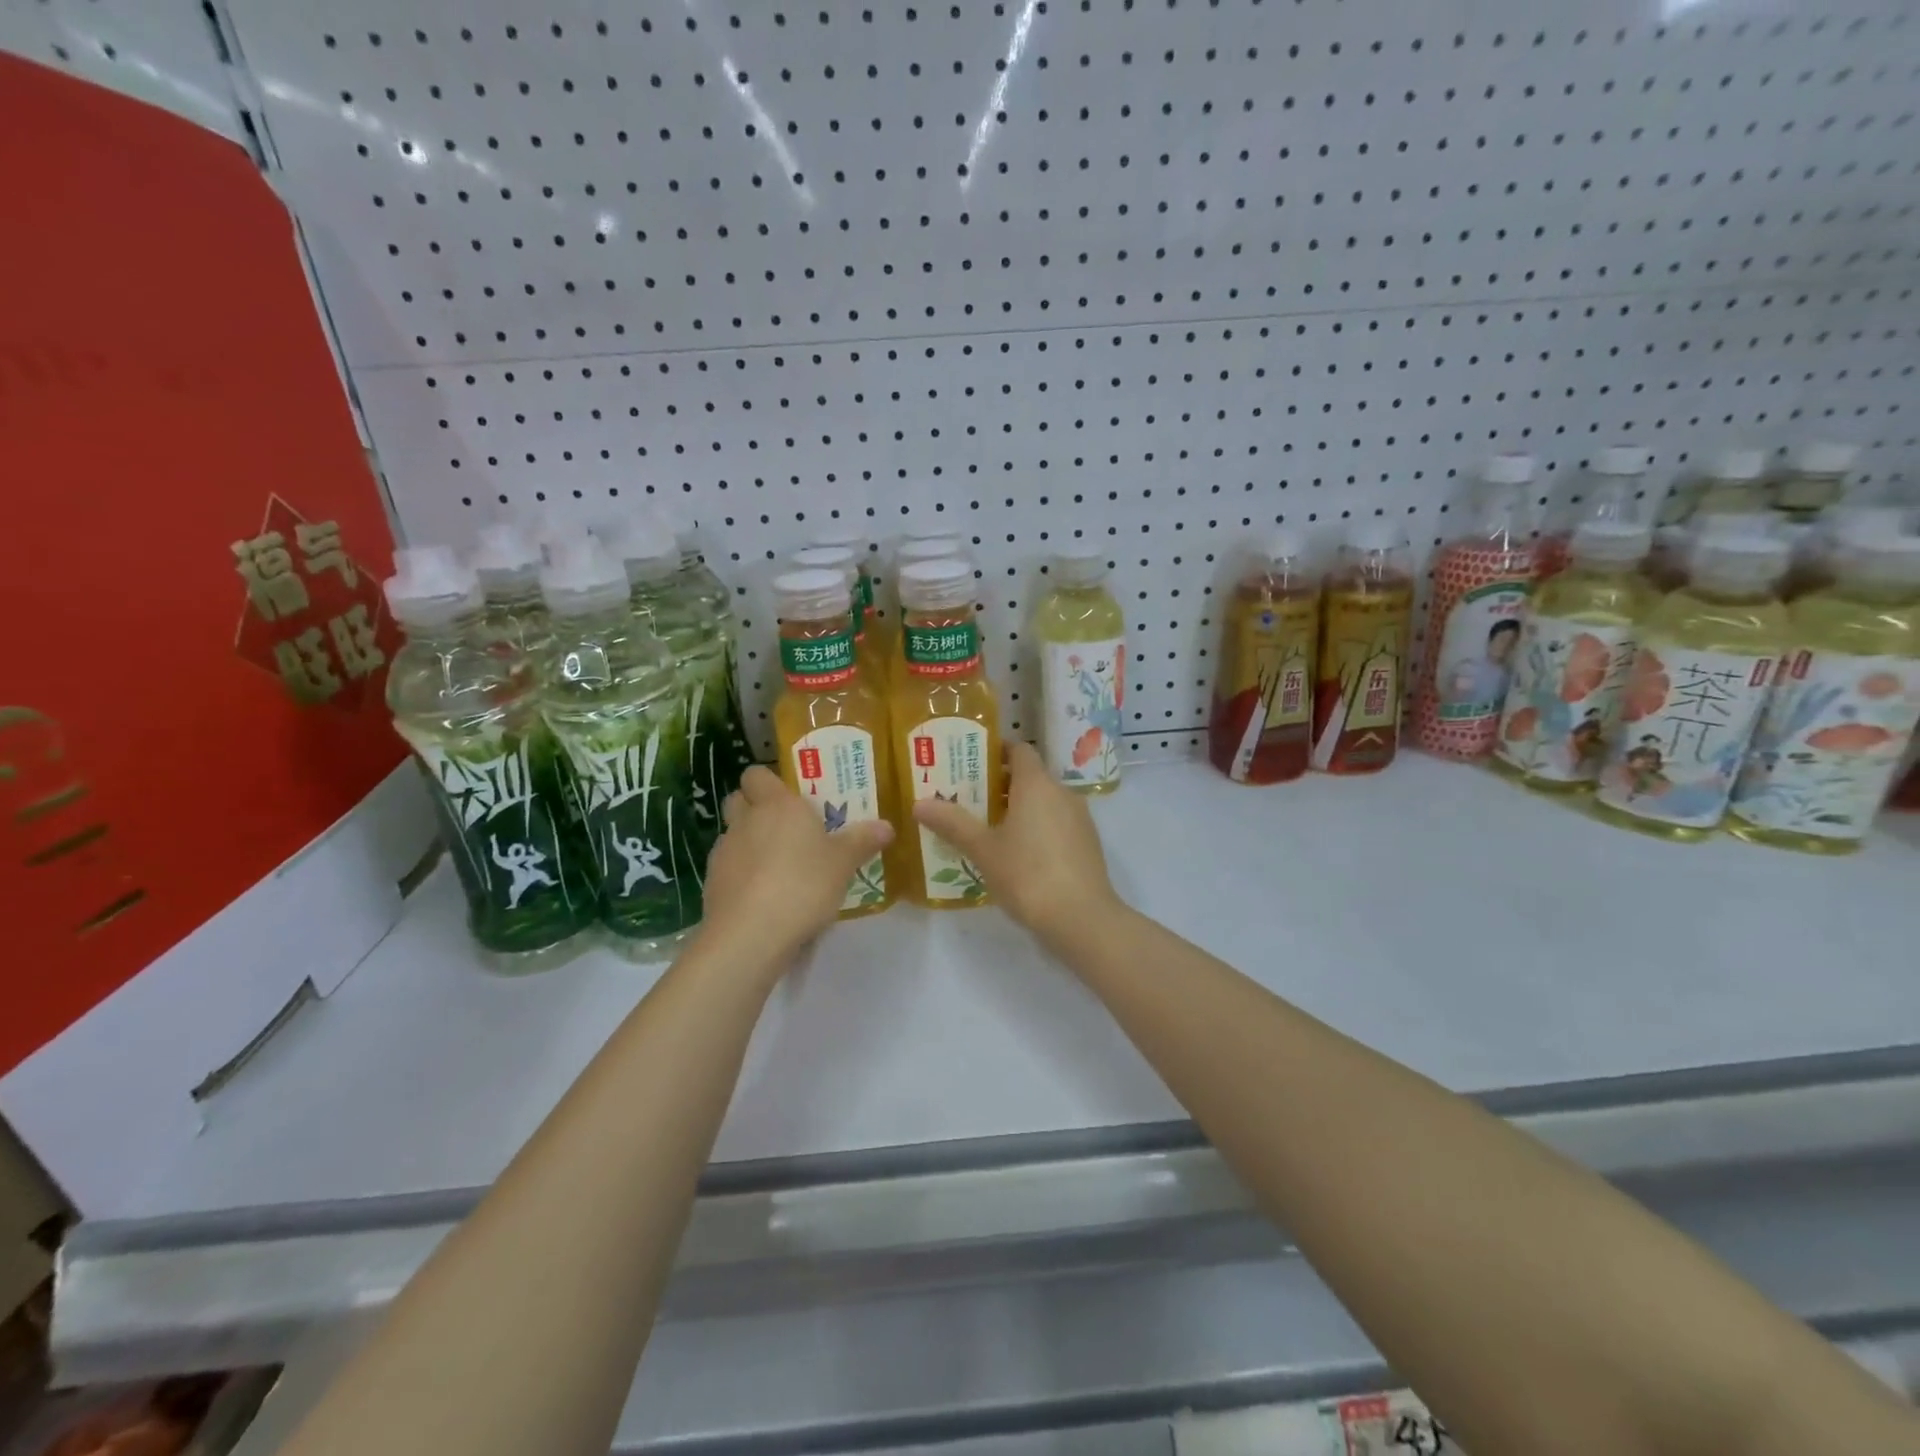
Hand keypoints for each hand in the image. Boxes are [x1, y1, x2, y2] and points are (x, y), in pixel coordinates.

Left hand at [704, 767, 894, 953]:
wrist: (750, 935)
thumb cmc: (803, 885)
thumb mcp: (843, 863)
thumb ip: (862, 841)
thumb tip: (887, 826)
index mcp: (777, 805)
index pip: (757, 774)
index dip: (769, 782)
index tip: (790, 797)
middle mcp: (745, 821)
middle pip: (738, 800)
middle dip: (755, 808)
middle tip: (785, 827)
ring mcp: (724, 852)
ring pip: (733, 835)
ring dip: (749, 843)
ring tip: (778, 867)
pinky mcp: (712, 884)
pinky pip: (728, 868)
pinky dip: (742, 875)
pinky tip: (763, 896)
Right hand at [913, 740, 1118, 943]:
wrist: (1082, 918)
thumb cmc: (1027, 875)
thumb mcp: (983, 849)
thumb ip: (952, 823)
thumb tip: (919, 803)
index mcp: (1036, 784)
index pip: (1019, 749)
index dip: (996, 751)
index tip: (970, 762)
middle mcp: (1062, 792)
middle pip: (1029, 776)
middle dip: (999, 783)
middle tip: (967, 798)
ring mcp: (1079, 818)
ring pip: (1044, 801)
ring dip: (1018, 807)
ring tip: (987, 828)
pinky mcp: (1087, 843)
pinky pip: (1056, 822)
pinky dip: (1036, 826)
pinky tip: (1017, 854)